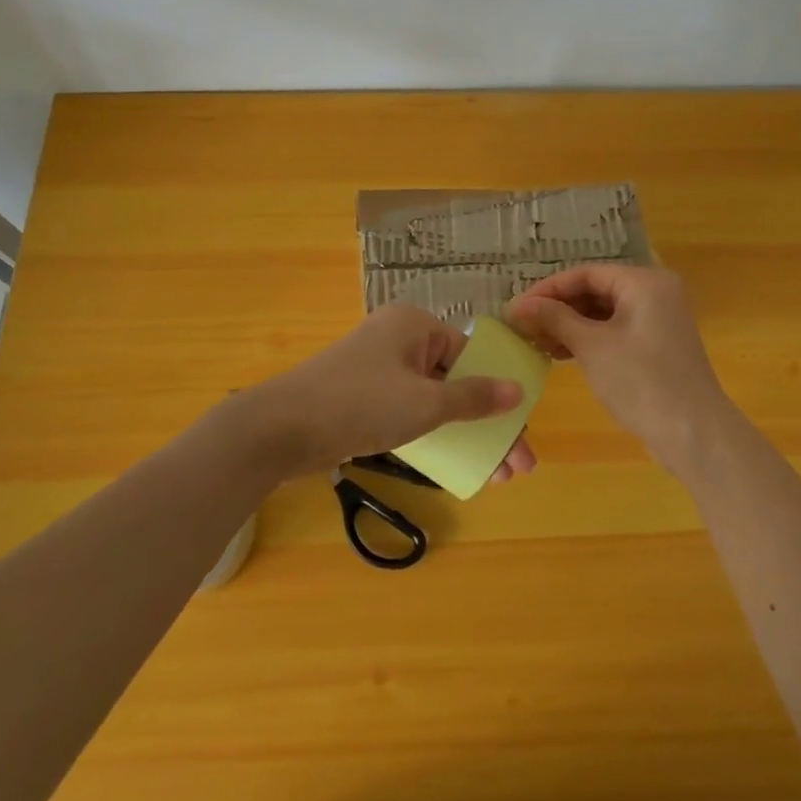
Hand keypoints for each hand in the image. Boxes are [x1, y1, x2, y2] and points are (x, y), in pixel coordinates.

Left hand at [246, 305, 535, 481]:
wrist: (279, 428)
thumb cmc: (360, 404)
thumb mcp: (425, 404)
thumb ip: (473, 398)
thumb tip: (517, 390)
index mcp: (415, 325)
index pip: (472, 355)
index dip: (500, 394)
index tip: (520, 433)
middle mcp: (399, 339)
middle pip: (457, 380)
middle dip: (488, 424)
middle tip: (514, 466)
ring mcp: (378, 368)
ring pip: (434, 399)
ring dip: (464, 434)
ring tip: (493, 474)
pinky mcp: (362, 396)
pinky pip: (410, 410)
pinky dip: (433, 434)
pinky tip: (453, 462)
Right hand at [508, 265, 730, 470]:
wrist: (694, 434)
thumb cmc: (641, 381)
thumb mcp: (592, 346)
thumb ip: (555, 319)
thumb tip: (518, 305)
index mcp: (644, 282)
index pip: (586, 274)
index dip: (548, 289)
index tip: (516, 308)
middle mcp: (655, 292)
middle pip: (595, 290)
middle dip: (558, 308)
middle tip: (523, 326)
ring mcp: (658, 320)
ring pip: (603, 313)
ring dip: (570, 326)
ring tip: (536, 342)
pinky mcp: (656, 346)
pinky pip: (615, 331)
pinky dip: (588, 340)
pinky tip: (561, 354)